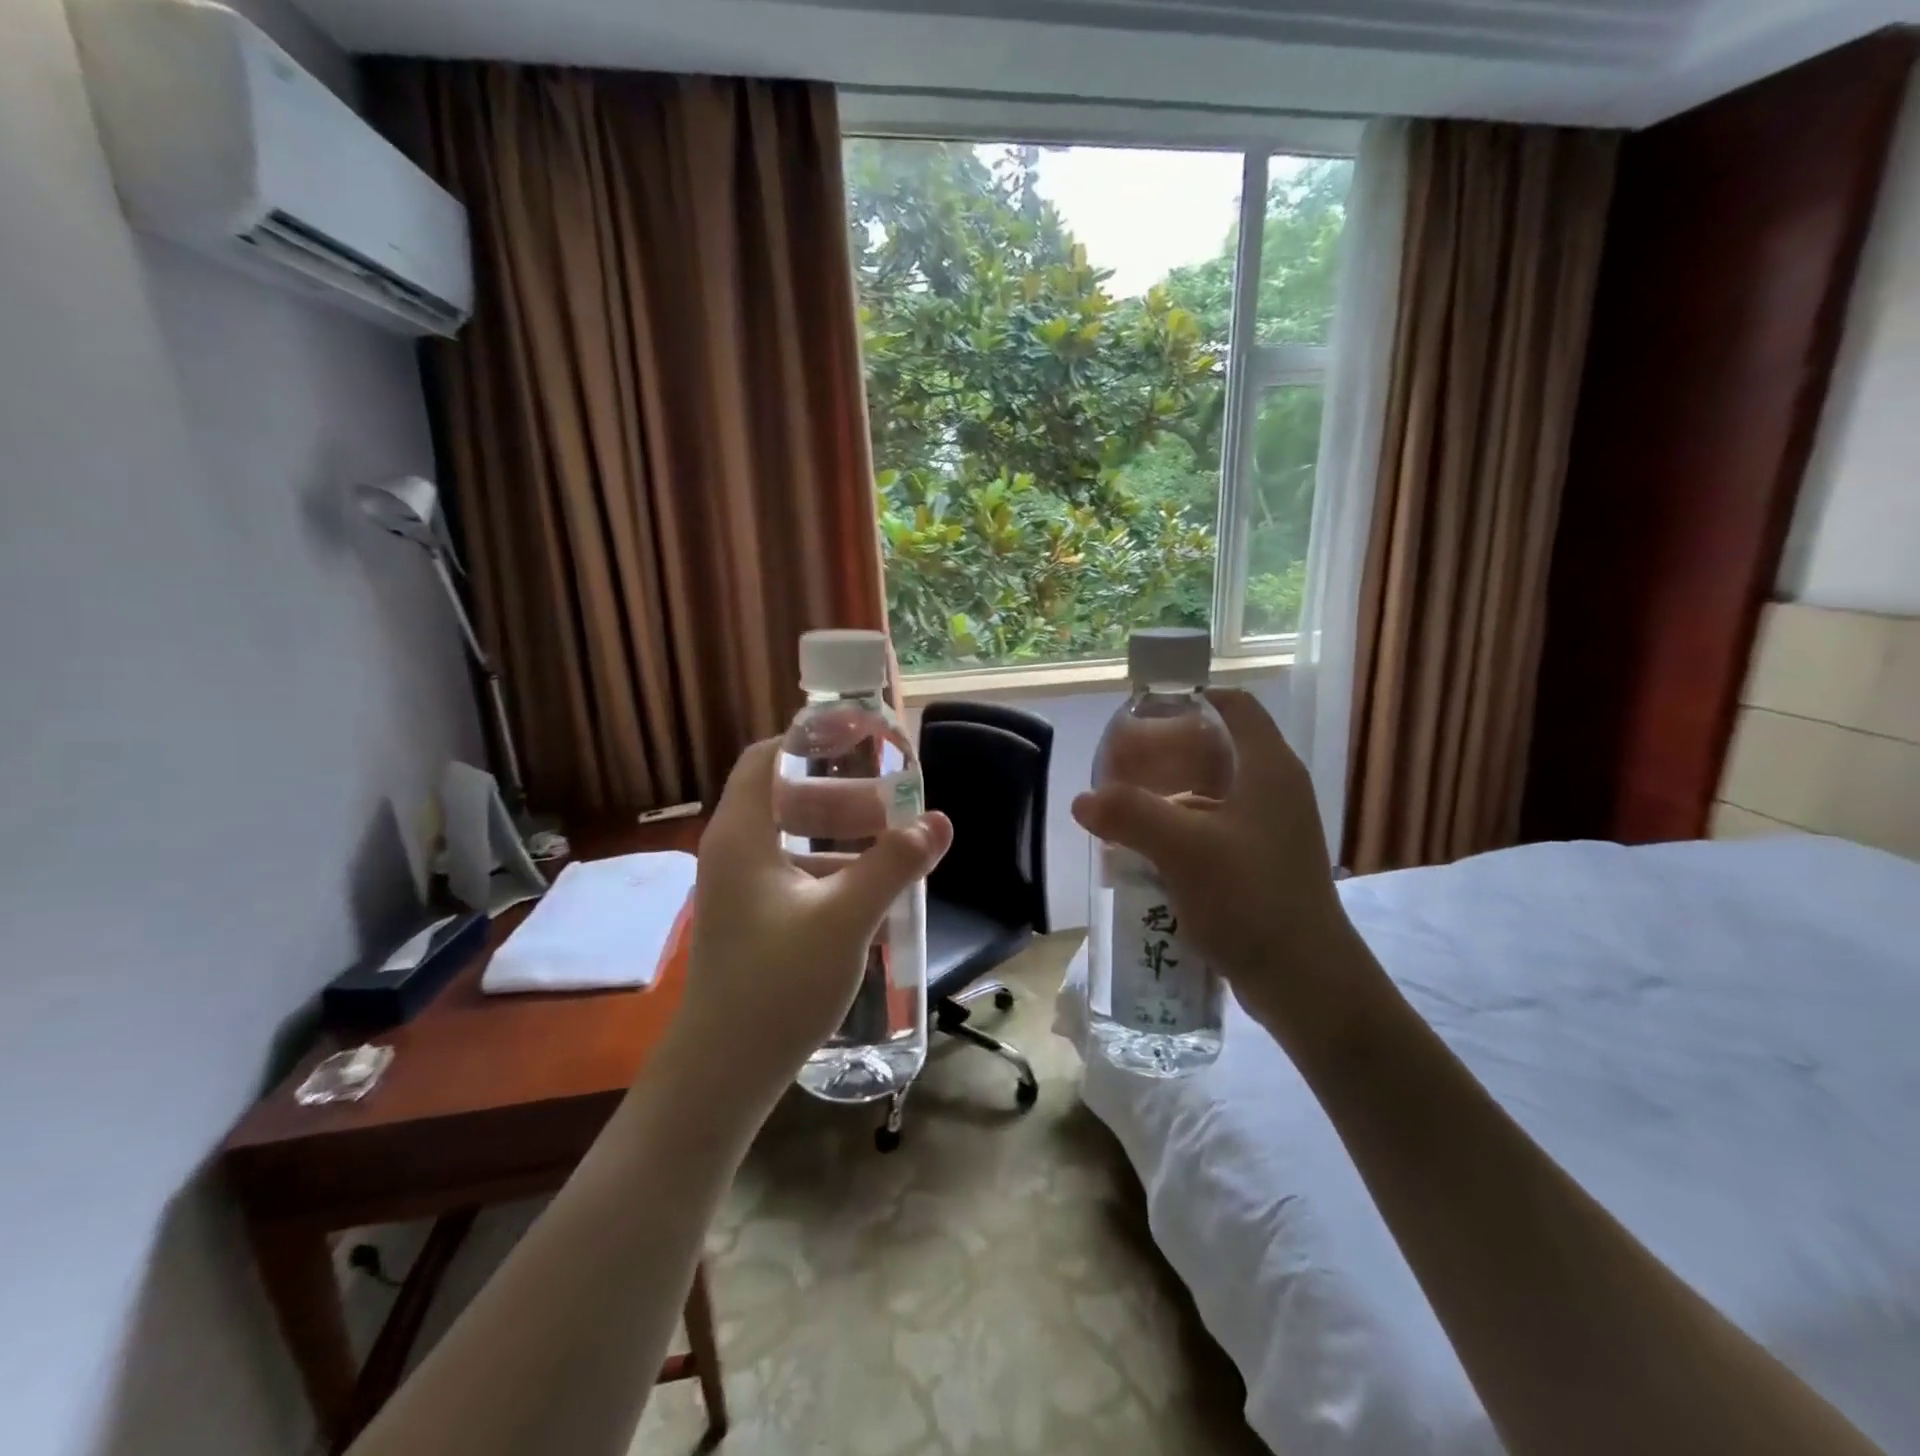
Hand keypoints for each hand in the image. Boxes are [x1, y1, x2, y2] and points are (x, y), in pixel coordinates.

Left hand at [676, 739, 952, 1100]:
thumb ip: (893, 865)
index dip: (812, 739)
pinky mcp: (750, 920)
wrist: (723, 1073)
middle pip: (785, 795)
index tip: (862, 740)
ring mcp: (738, 889)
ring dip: (839, 834)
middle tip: (891, 804)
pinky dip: (830, 868)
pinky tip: (868, 891)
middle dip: (841, 793)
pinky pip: (792, 873)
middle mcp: (733, 852)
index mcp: (742, 835)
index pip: (768, 758)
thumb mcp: (845, 919)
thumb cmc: (777, 984)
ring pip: (791, 838)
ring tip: (891, 845)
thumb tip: (939, 822)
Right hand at [1071, 690, 1366, 1038]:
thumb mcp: (1183, 849)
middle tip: (1123, 768)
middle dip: (1169, 754)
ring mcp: (1273, 831)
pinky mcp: (1264, 865)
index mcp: (1269, 769)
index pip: (1235, 706)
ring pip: (1215, 794)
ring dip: (1171, 797)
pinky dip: (1183, 831)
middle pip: (1219, 749)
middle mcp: (1276, 791)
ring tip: (1127, 809)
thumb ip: (1130, 815)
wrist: (1305, 981)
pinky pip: (1217, 831)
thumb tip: (1083, 800)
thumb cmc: (1251, 898)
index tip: (1146, 714)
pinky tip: (1150, 852)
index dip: (1192, 699)